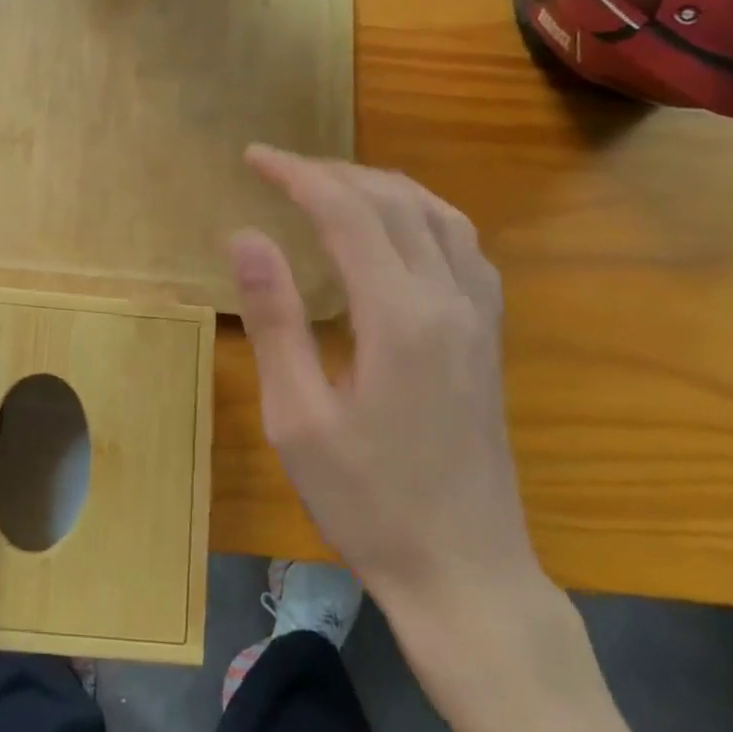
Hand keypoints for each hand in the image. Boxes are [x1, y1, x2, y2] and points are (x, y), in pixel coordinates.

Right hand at [229, 146, 539, 624]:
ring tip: (329, 185)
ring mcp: (479, 316)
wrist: (465, 573)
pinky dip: (421, 213)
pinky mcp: (488, 336)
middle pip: (395, 202)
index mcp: (399, 316)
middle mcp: (449, 299)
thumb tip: (244, 235)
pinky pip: (462, 244)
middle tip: (278, 169)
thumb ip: (274, 318)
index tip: (253, 158)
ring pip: (438, 214)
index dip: (297, 175)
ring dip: (380, 186)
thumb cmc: (367, 501)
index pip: (347, 212)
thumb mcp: (297, 415)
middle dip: (332, 173)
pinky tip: (395, 227)